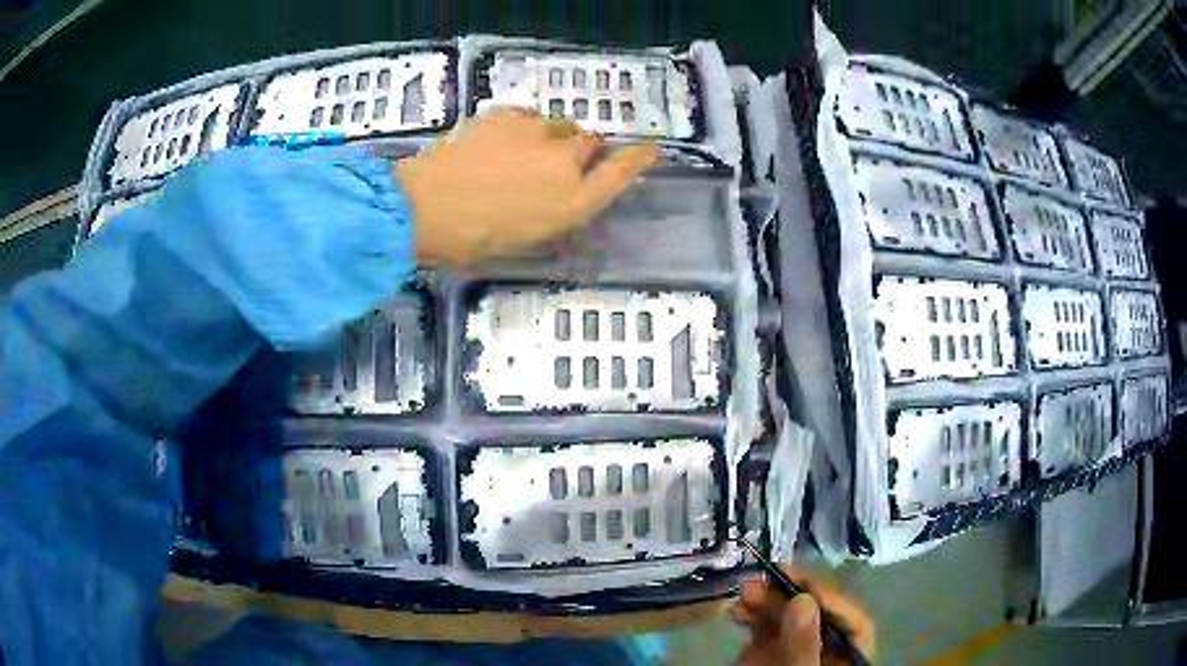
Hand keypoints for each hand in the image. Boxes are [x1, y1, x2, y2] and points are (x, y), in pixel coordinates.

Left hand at [395, 109, 659, 265]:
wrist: (424, 207)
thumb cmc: (472, 240)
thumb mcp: (522, 240)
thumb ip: (551, 214)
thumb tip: (560, 196)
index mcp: (571, 202)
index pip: (619, 174)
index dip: (638, 160)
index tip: (651, 148)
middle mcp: (563, 163)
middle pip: (590, 143)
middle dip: (581, 151)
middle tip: (560, 163)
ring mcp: (534, 134)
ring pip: (560, 125)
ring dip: (554, 135)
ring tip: (529, 150)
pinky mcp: (505, 117)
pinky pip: (528, 116)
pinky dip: (525, 126)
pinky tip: (507, 138)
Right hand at [733, 567, 875, 665]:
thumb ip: (803, 647)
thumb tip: (803, 601)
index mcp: (847, 659)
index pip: (854, 623)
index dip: (832, 601)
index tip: (802, 587)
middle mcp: (825, 650)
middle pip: (819, 615)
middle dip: (792, 595)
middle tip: (766, 579)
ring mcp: (796, 650)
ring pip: (791, 616)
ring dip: (769, 599)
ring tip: (746, 592)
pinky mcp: (769, 653)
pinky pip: (766, 627)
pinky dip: (753, 613)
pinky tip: (738, 610)